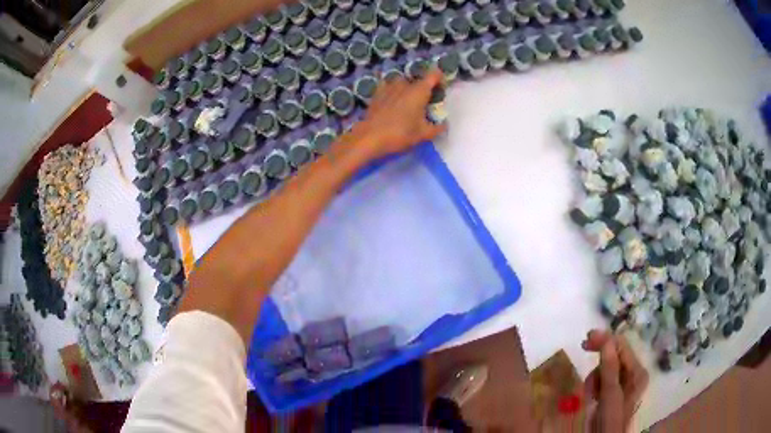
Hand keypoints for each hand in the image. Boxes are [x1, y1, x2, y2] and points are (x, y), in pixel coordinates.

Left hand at [352, 69, 446, 158]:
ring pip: (403, 83)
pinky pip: (389, 88)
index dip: (440, 79)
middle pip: (418, 81)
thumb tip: (444, 125)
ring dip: (408, 90)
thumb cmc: (400, 133)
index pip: (434, 75)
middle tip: (425, 105)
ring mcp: (389, 87)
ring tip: (408, 105)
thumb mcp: (423, 134)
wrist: (370, 137)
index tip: (441, 90)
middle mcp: (405, 84)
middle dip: (424, 90)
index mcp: (419, 90)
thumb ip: (437, 128)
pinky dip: (394, 93)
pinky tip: (392, 103)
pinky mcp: (377, 93)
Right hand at [582, 330, 648, 432]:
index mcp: (637, 371)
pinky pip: (604, 379)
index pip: (622, 345)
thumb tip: (607, 339)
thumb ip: (610, 368)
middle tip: (583, 346)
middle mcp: (634, 373)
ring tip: (589, 389)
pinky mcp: (614, 392)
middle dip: (600, 356)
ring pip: (608, 367)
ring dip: (596, 373)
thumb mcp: (610, 394)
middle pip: (616, 354)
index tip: (586, 338)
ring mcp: (624, 383)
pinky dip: (595, 382)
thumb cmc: (610, 419)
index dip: (606, 339)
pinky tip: (591, 393)